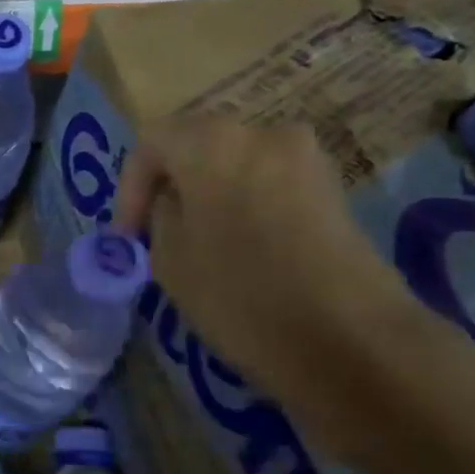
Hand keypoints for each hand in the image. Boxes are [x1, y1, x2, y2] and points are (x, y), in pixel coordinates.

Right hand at [114, 111, 428, 417]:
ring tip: (196, 245)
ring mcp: (306, 159)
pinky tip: (239, 249)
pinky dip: (244, 207)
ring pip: (235, 167)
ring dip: (208, 198)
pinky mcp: (333, 190)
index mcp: (213, 141)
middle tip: (154, 234)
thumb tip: (173, 202)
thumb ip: (160, 216)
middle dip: (170, 188)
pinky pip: (269, 185)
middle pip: (197, 148)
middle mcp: (262, 132)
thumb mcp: (168, 258)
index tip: (126, 236)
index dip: (129, 188)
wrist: (348, 340)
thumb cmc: (238, 294)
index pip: (152, 143)